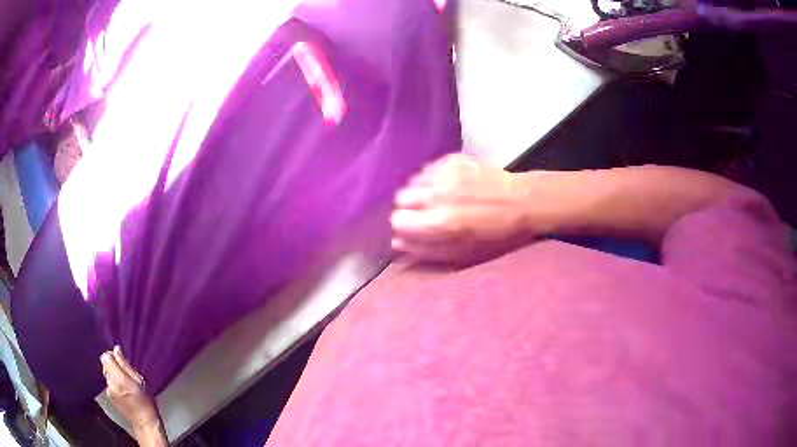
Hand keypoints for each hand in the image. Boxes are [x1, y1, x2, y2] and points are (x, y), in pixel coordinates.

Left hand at [101, 346, 164, 442]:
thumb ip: (126, 365)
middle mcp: (110, 383)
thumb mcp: (140, 381)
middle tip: (125, 373)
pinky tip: (123, 391)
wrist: (145, 423)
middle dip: (113, 366)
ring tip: (125, 383)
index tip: (121, 360)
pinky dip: (114, 384)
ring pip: (107, 375)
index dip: (111, 356)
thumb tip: (116, 350)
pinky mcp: (109, 397)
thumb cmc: (146, 401)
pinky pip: (109, 384)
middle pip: (105, 365)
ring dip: (113, 375)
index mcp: (117, 378)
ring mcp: (108, 391)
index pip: (105, 357)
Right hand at [391, 154, 532, 263]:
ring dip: (420, 193)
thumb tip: (397, 244)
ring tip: (439, 199)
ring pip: (412, 183)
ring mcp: (443, 175)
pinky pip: (427, 170)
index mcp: (439, 224)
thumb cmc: (496, 236)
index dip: (405, 228)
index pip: (397, 221)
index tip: (415, 229)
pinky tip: (448, 186)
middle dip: (410, 210)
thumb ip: (426, 251)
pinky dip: (431, 180)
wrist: (523, 202)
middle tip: (427, 215)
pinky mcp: (451, 160)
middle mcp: (436, 196)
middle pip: (400, 200)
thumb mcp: (462, 255)